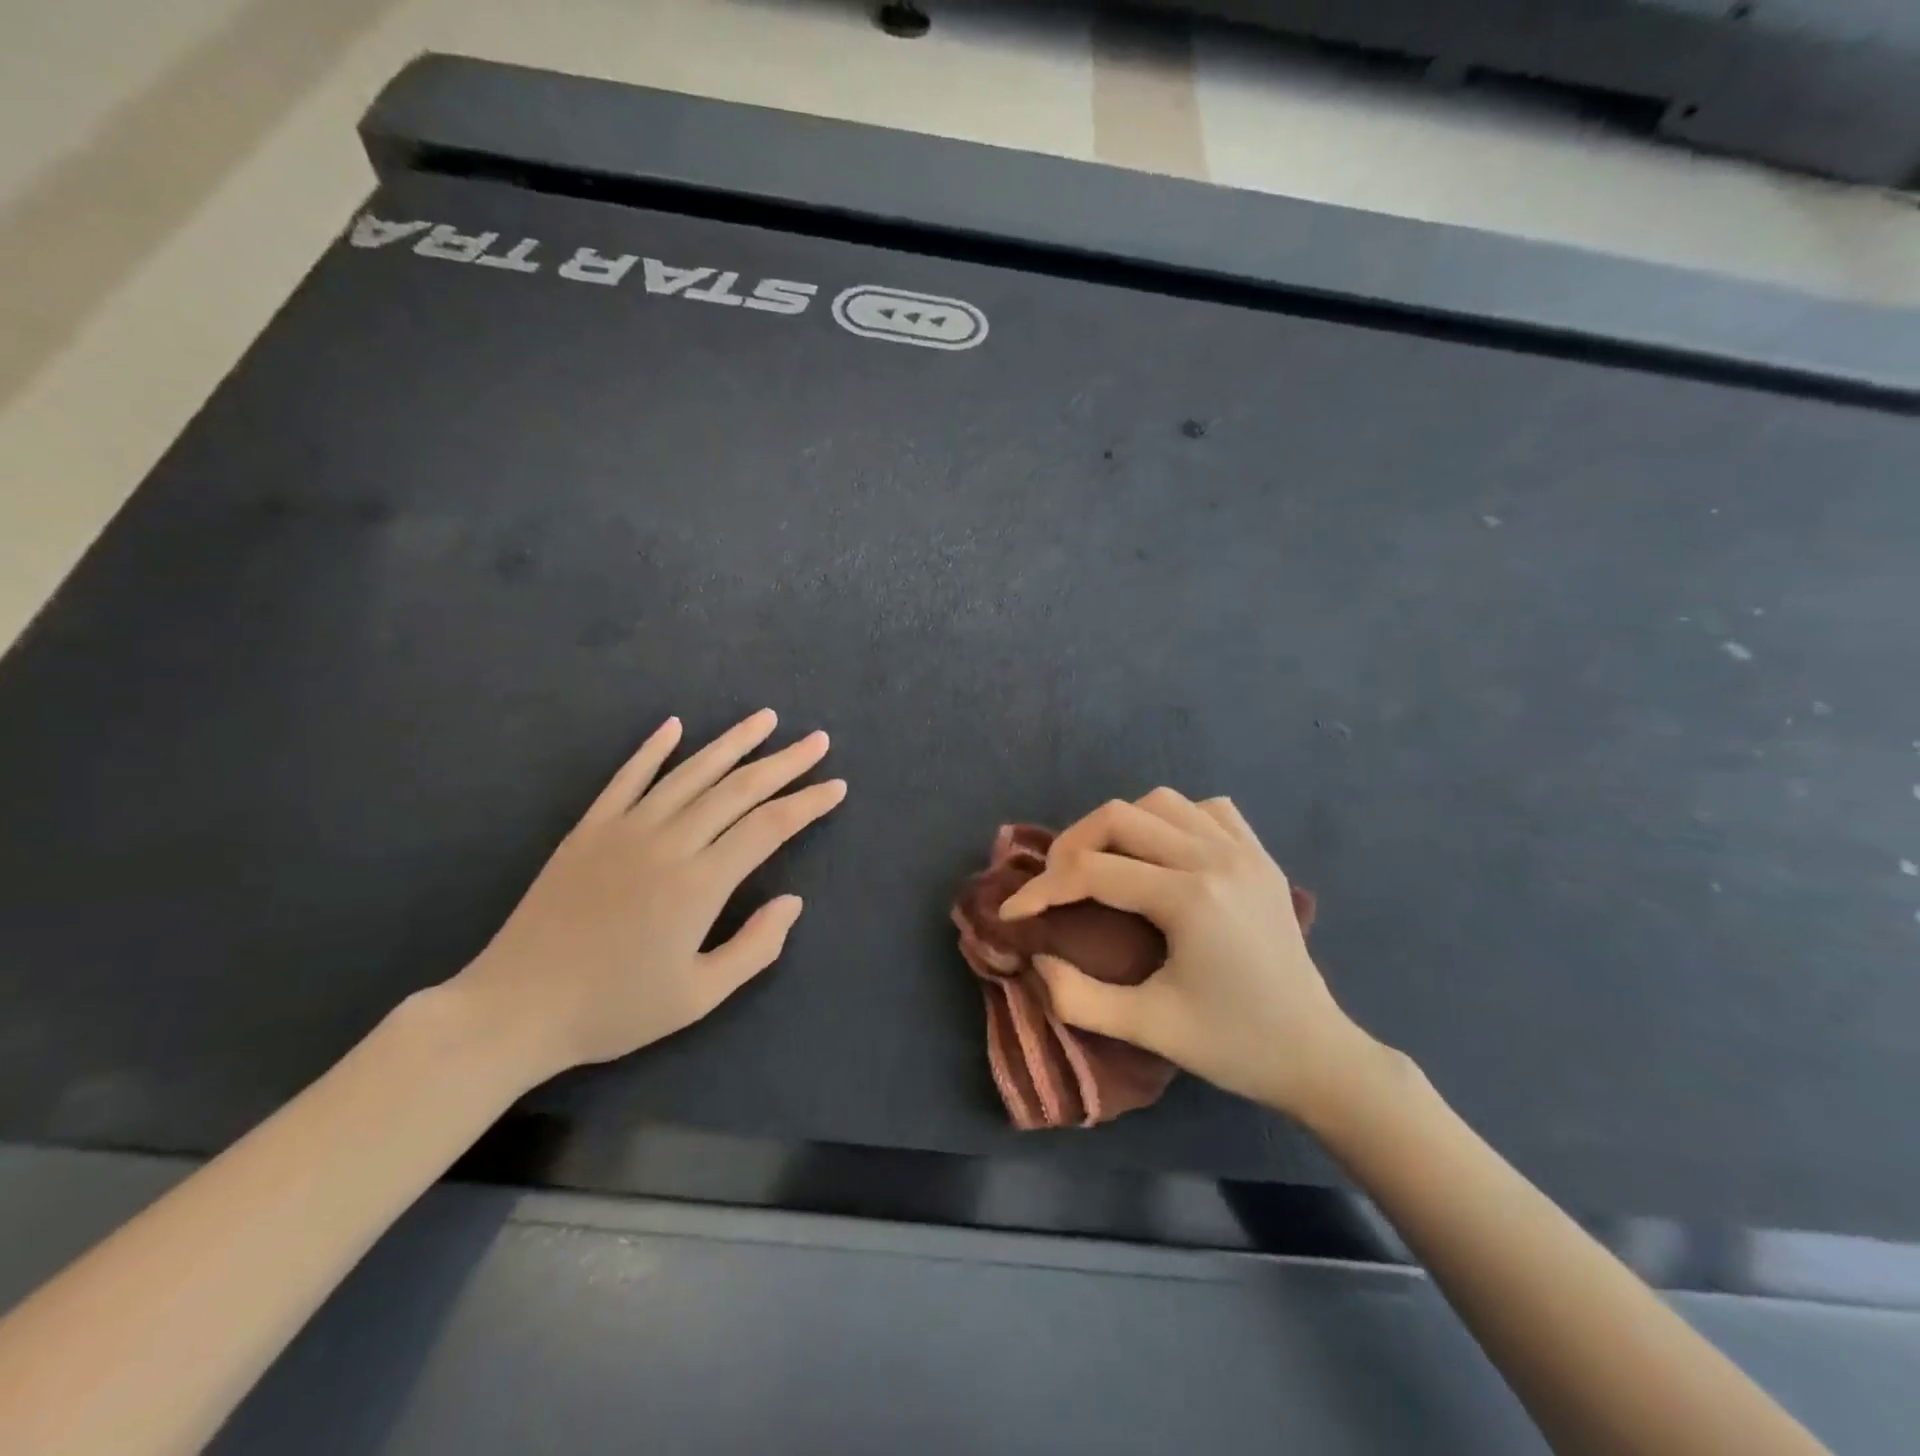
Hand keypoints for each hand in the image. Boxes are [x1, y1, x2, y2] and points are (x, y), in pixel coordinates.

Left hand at [447, 709, 845, 1084]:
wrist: (515, 1008)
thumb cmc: (614, 1009)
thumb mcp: (698, 997)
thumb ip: (754, 947)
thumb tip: (793, 902)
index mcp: (700, 883)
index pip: (769, 827)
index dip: (808, 803)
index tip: (837, 786)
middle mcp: (668, 842)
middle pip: (738, 789)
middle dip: (784, 762)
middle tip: (817, 740)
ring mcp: (625, 829)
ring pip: (690, 773)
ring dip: (732, 743)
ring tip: (766, 718)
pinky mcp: (589, 829)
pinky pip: (627, 777)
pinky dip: (653, 749)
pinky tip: (675, 725)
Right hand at [998, 789, 1379, 1123]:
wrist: (1315, 1054)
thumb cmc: (1233, 1045)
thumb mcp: (1147, 1029)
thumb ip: (1078, 998)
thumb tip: (1035, 959)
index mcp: (1189, 898)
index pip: (1092, 872)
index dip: (1041, 891)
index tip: (1013, 913)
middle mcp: (1216, 858)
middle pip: (1119, 816)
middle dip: (1072, 845)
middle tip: (1054, 885)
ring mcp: (1244, 851)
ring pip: (1161, 802)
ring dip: (1120, 826)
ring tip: (1103, 865)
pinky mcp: (1261, 856)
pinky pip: (1207, 810)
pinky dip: (1173, 820)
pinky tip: (1163, 854)